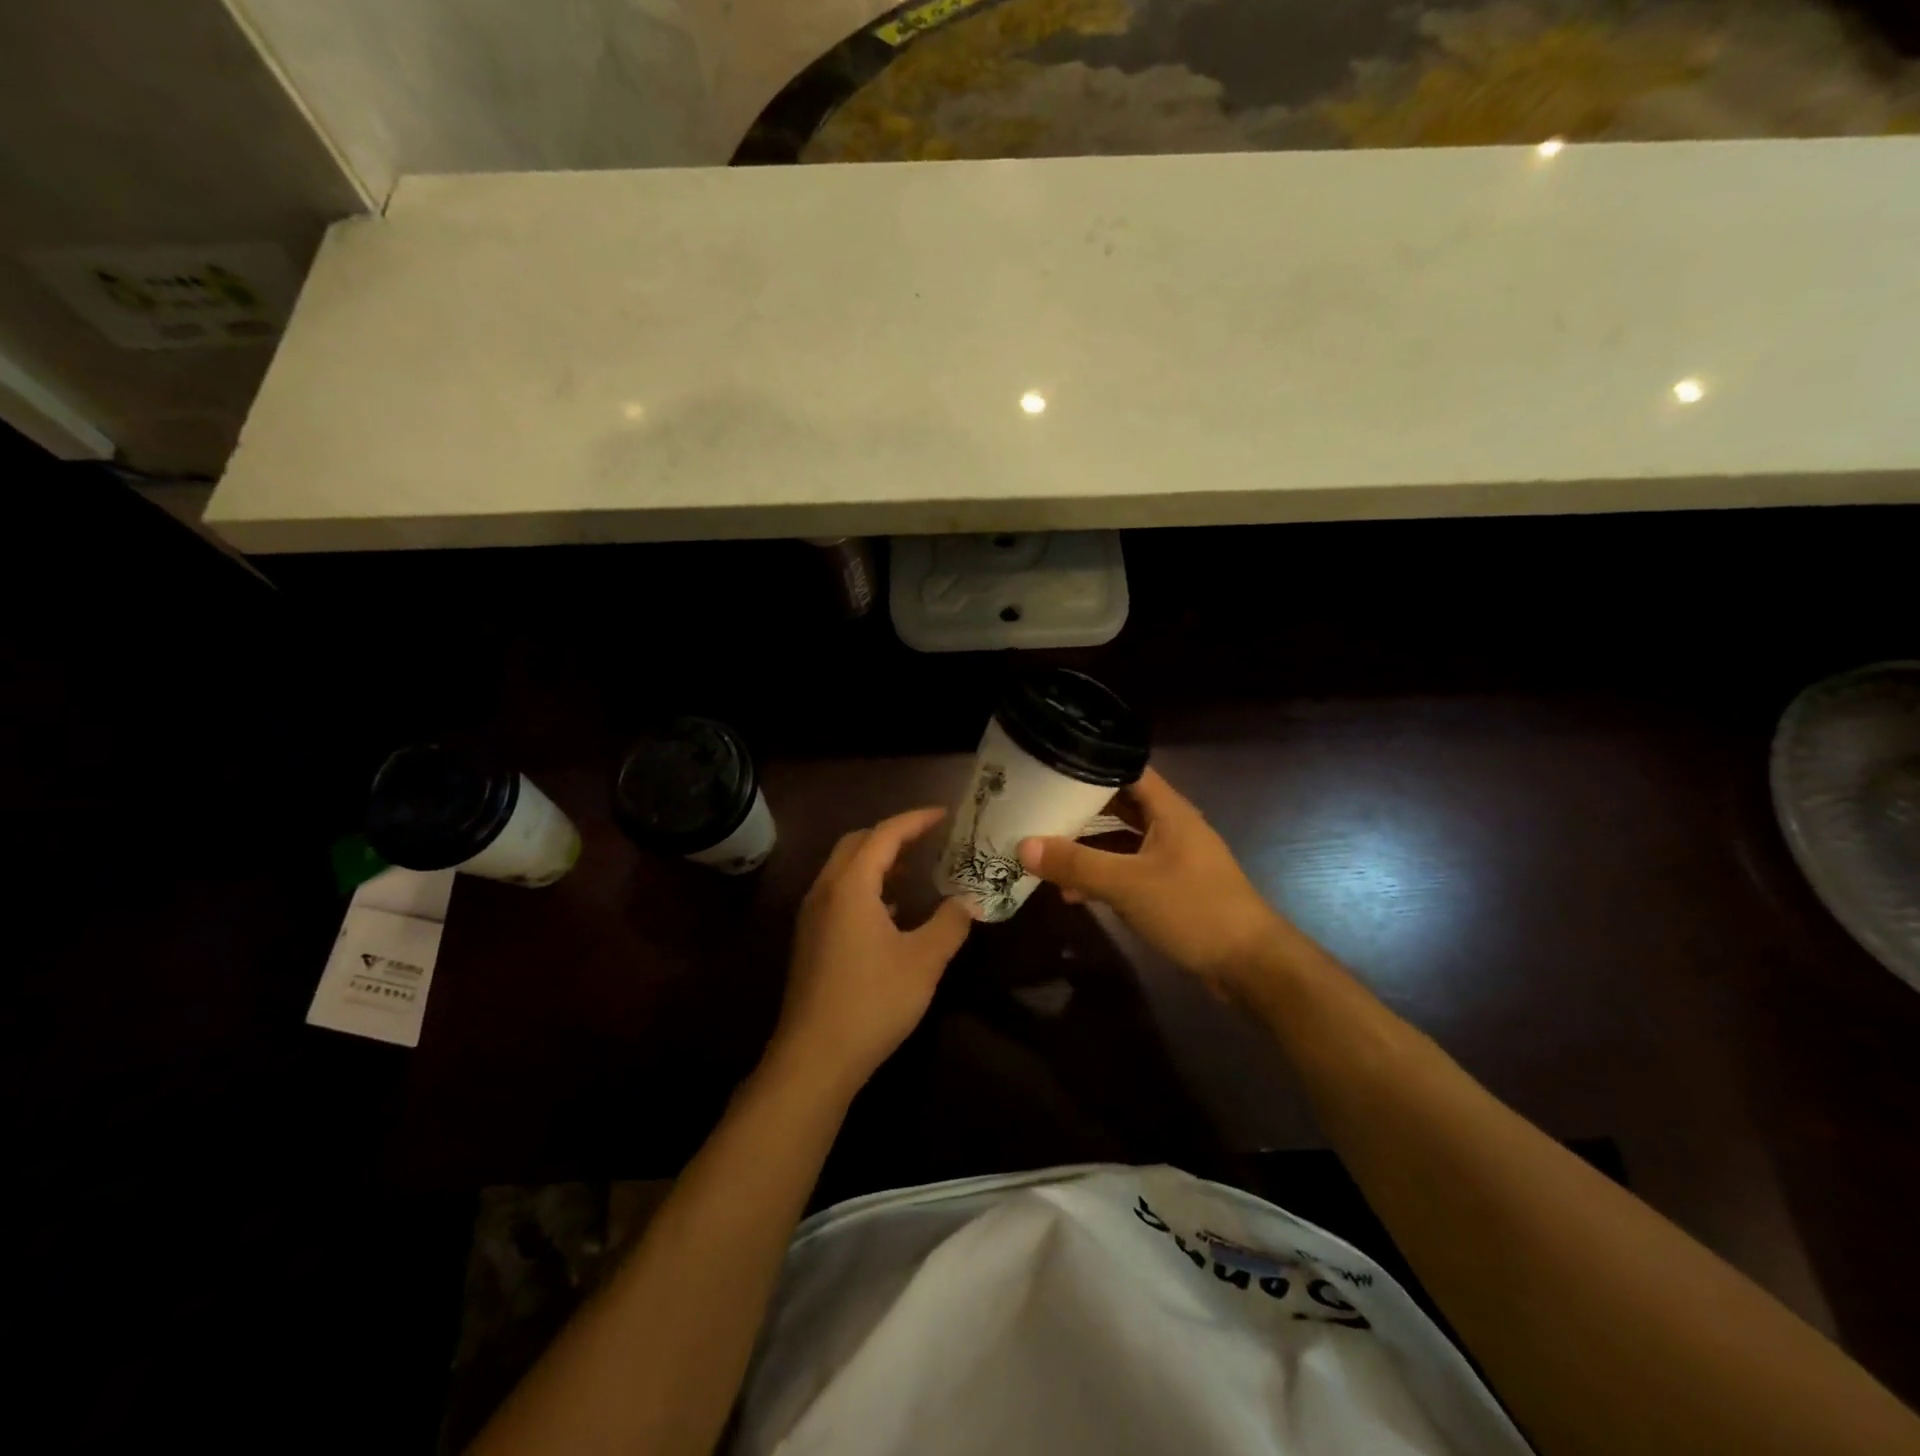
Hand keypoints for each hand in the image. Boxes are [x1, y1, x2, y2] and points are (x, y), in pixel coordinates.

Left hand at [771, 807, 972, 1098]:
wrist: (815, 1058)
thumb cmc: (872, 1001)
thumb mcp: (924, 961)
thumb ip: (950, 924)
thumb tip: (969, 901)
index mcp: (851, 885)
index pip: (885, 834)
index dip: (916, 820)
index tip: (945, 814)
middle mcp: (825, 891)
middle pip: (857, 843)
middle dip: (893, 835)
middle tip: (929, 839)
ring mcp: (812, 916)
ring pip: (844, 869)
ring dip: (877, 861)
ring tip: (914, 870)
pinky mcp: (810, 940)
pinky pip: (839, 894)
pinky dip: (866, 887)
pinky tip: (891, 912)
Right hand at [1018, 768, 1287, 1001]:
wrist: (1251, 964)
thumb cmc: (1192, 909)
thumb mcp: (1127, 885)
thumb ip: (1075, 864)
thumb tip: (1022, 845)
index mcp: (1169, 811)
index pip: (1127, 769)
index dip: (1091, 763)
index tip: (1052, 766)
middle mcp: (1172, 827)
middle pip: (1121, 804)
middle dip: (1082, 806)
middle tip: (1039, 805)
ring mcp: (1174, 858)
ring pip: (1123, 840)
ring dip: (1089, 846)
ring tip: (1046, 849)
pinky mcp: (1173, 888)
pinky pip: (1130, 869)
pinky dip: (1104, 875)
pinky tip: (1074, 893)